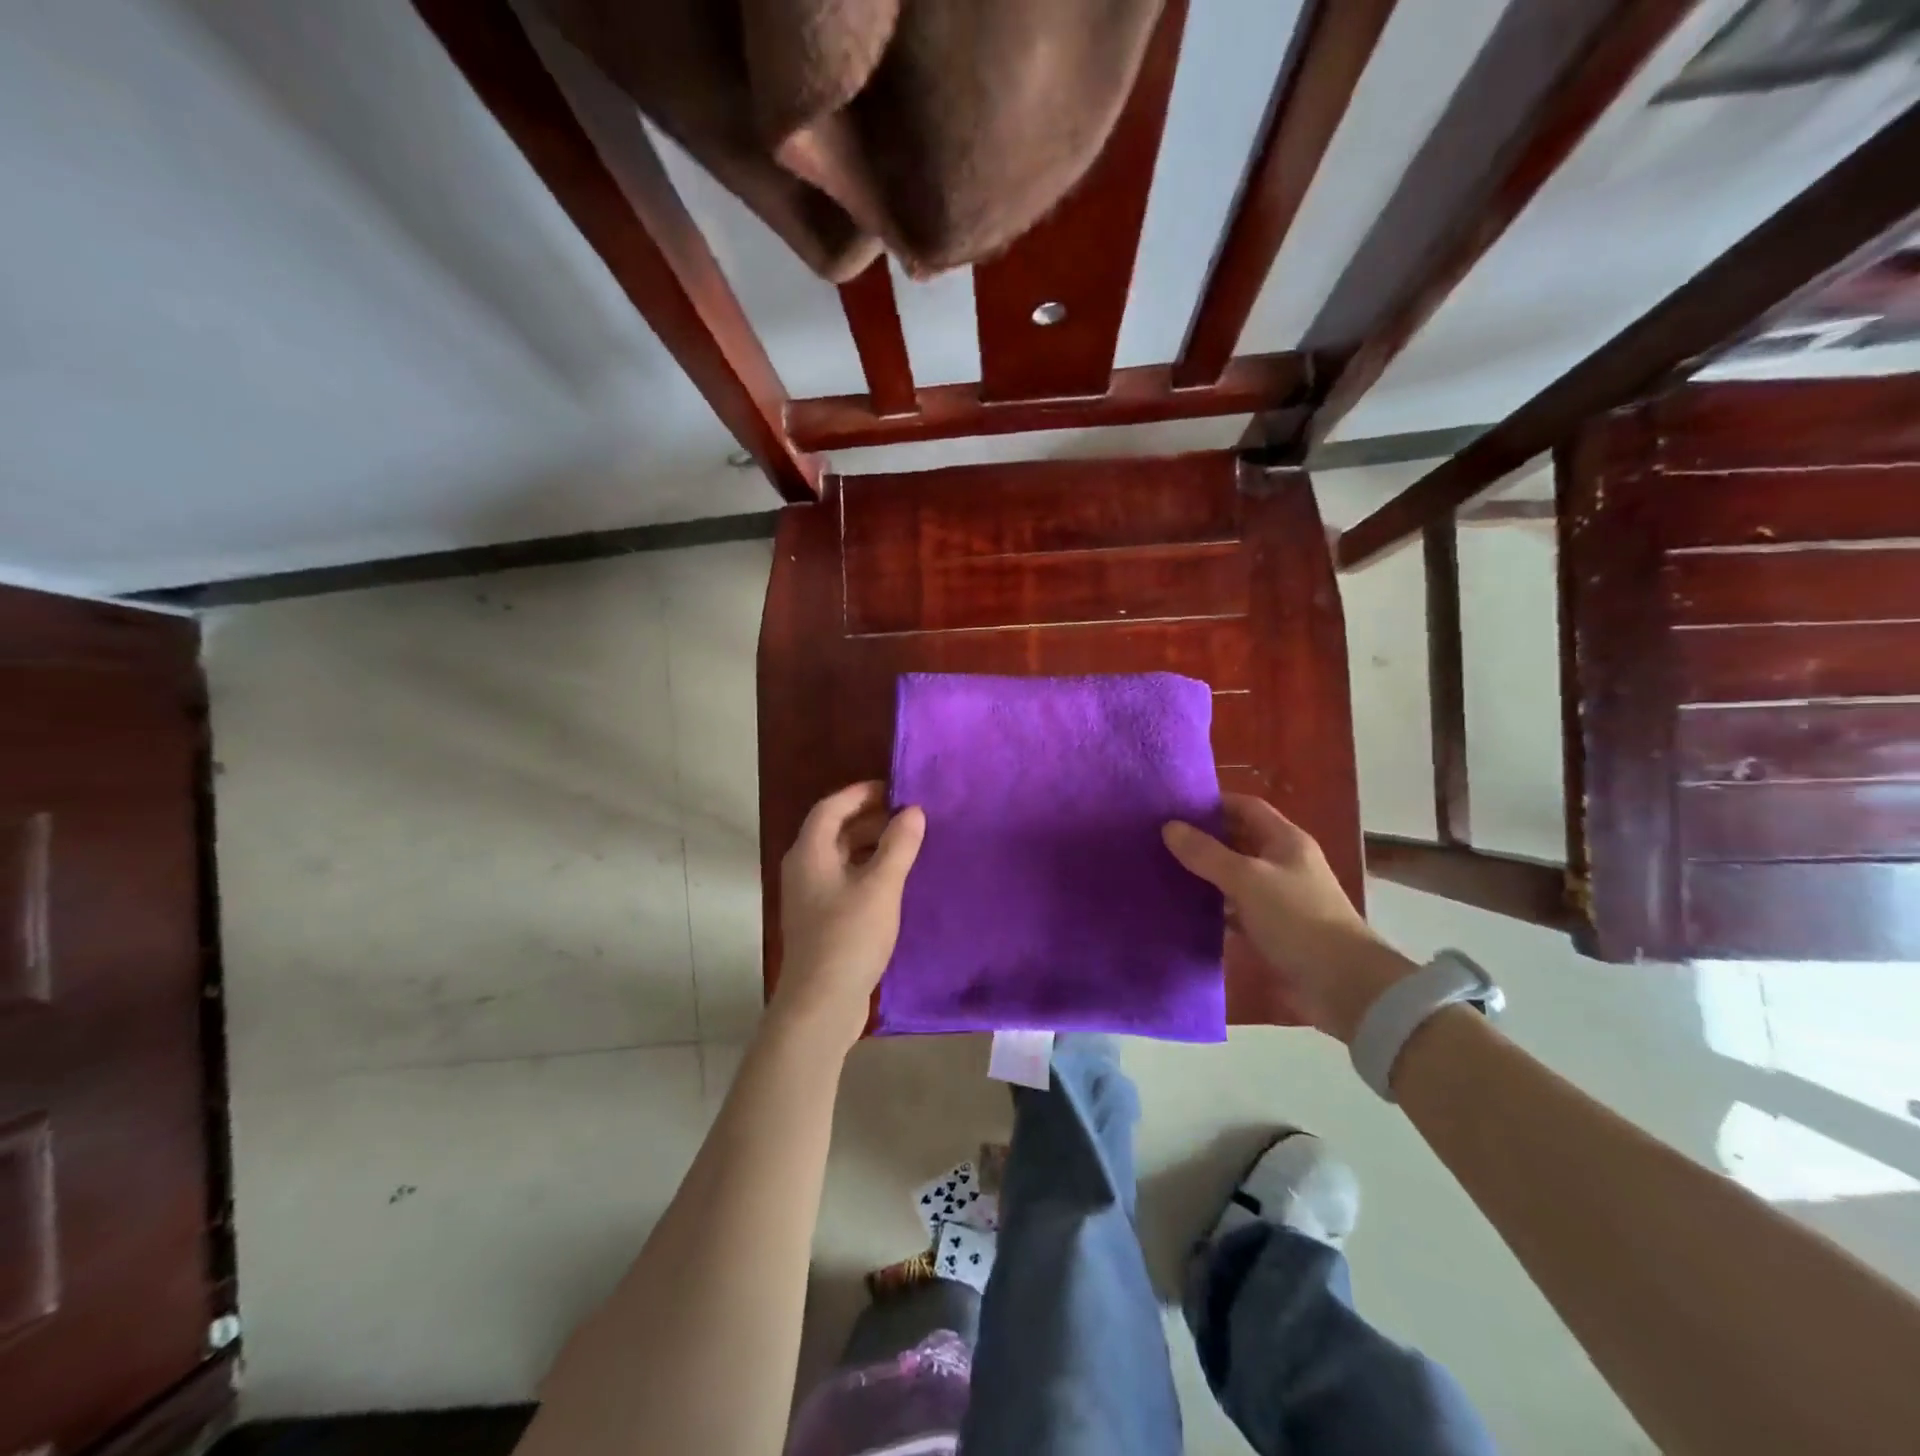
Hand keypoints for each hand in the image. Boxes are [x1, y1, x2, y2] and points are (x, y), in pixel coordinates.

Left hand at [772, 781, 925, 1049]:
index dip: (861, 793)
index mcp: (810, 853)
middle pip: (835, 830)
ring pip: (841, 857)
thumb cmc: (849, 938)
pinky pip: (845, 880)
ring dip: (872, 845)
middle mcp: (804, 869)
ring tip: (908, 843)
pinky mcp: (821, 920)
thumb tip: (913, 811)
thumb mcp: (881, 887)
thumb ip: (899, 845)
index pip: (831, 807)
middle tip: (909, 815)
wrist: (821, 1005)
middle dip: (871, 818)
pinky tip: (895, 880)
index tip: (895, 788)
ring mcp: (811, 897)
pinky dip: (868, 870)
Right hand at [1163, 795, 1413, 1042]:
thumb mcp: (1247, 880)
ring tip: (1161, 870)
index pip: (1245, 807)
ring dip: (1204, 874)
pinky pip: (1235, 908)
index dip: (1212, 803)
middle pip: (1238, 840)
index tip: (1173, 808)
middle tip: (1158, 839)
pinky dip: (1212, 907)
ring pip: (1234, 875)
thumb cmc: (1297, 919)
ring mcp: (1278, 897)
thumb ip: (1207, 854)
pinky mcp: (1272, 928)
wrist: (1343, 986)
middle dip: (1203, 838)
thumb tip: (1169, 827)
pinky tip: (1182, 909)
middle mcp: (1283, 863)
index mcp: (1285, 841)